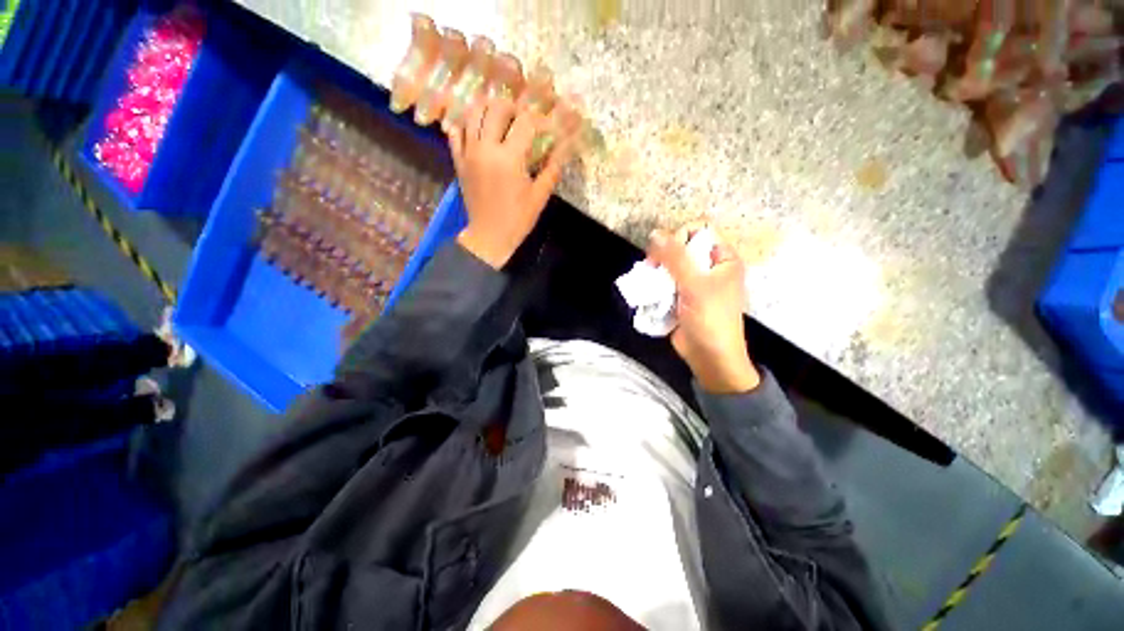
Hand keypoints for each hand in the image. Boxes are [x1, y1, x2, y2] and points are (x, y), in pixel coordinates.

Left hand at [446, 96, 575, 268]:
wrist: (489, 236)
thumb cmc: (517, 219)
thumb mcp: (539, 197)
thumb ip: (552, 169)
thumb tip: (564, 148)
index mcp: (509, 158)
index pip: (526, 122)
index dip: (540, 120)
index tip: (548, 127)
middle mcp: (486, 148)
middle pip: (496, 108)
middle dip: (513, 107)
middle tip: (523, 117)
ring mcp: (469, 153)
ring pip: (473, 113)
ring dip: (489, 108)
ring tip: (501, 117)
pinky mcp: (459, 161)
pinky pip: (457, 132)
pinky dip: (466, 124)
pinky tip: (478, 129)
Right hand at [647, 226, 760, 393]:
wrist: (709, 357)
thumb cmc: (711, 319)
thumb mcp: (695, 285)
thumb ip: (675, 258)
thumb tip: (654, 233)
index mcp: (723, 260)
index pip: (700, 232)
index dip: (681, 236)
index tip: (667, 253)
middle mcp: (709, 268)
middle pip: (681, 248)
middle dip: (664, 257)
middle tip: (653, 269)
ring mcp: (694, 283)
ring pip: (669, 266)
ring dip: (657, 273)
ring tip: (649, 283)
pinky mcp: (681, 297)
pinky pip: (665, 282)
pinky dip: (655, 285)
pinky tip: (649, 292)